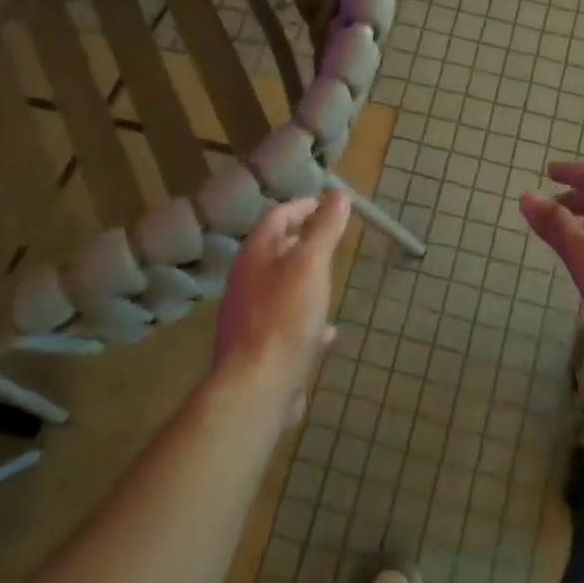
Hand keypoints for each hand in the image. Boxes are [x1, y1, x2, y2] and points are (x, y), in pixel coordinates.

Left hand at [214, 190, 349, 426]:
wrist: (257, 388)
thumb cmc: (285, 317)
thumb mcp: (311, 265)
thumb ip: (324, 229)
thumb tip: (337, 194)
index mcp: (255, 255)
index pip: (276, 217)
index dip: (302, 206)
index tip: (328, 203)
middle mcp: (246, 282)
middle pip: (275, 252)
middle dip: (302, 242)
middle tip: (331, 238)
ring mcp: (250, 317)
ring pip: (281, 288)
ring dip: (305, 280)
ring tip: (331, 281)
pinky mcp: (259, 349)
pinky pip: (286, 324)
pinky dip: (306, 319)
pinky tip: (327, 333)